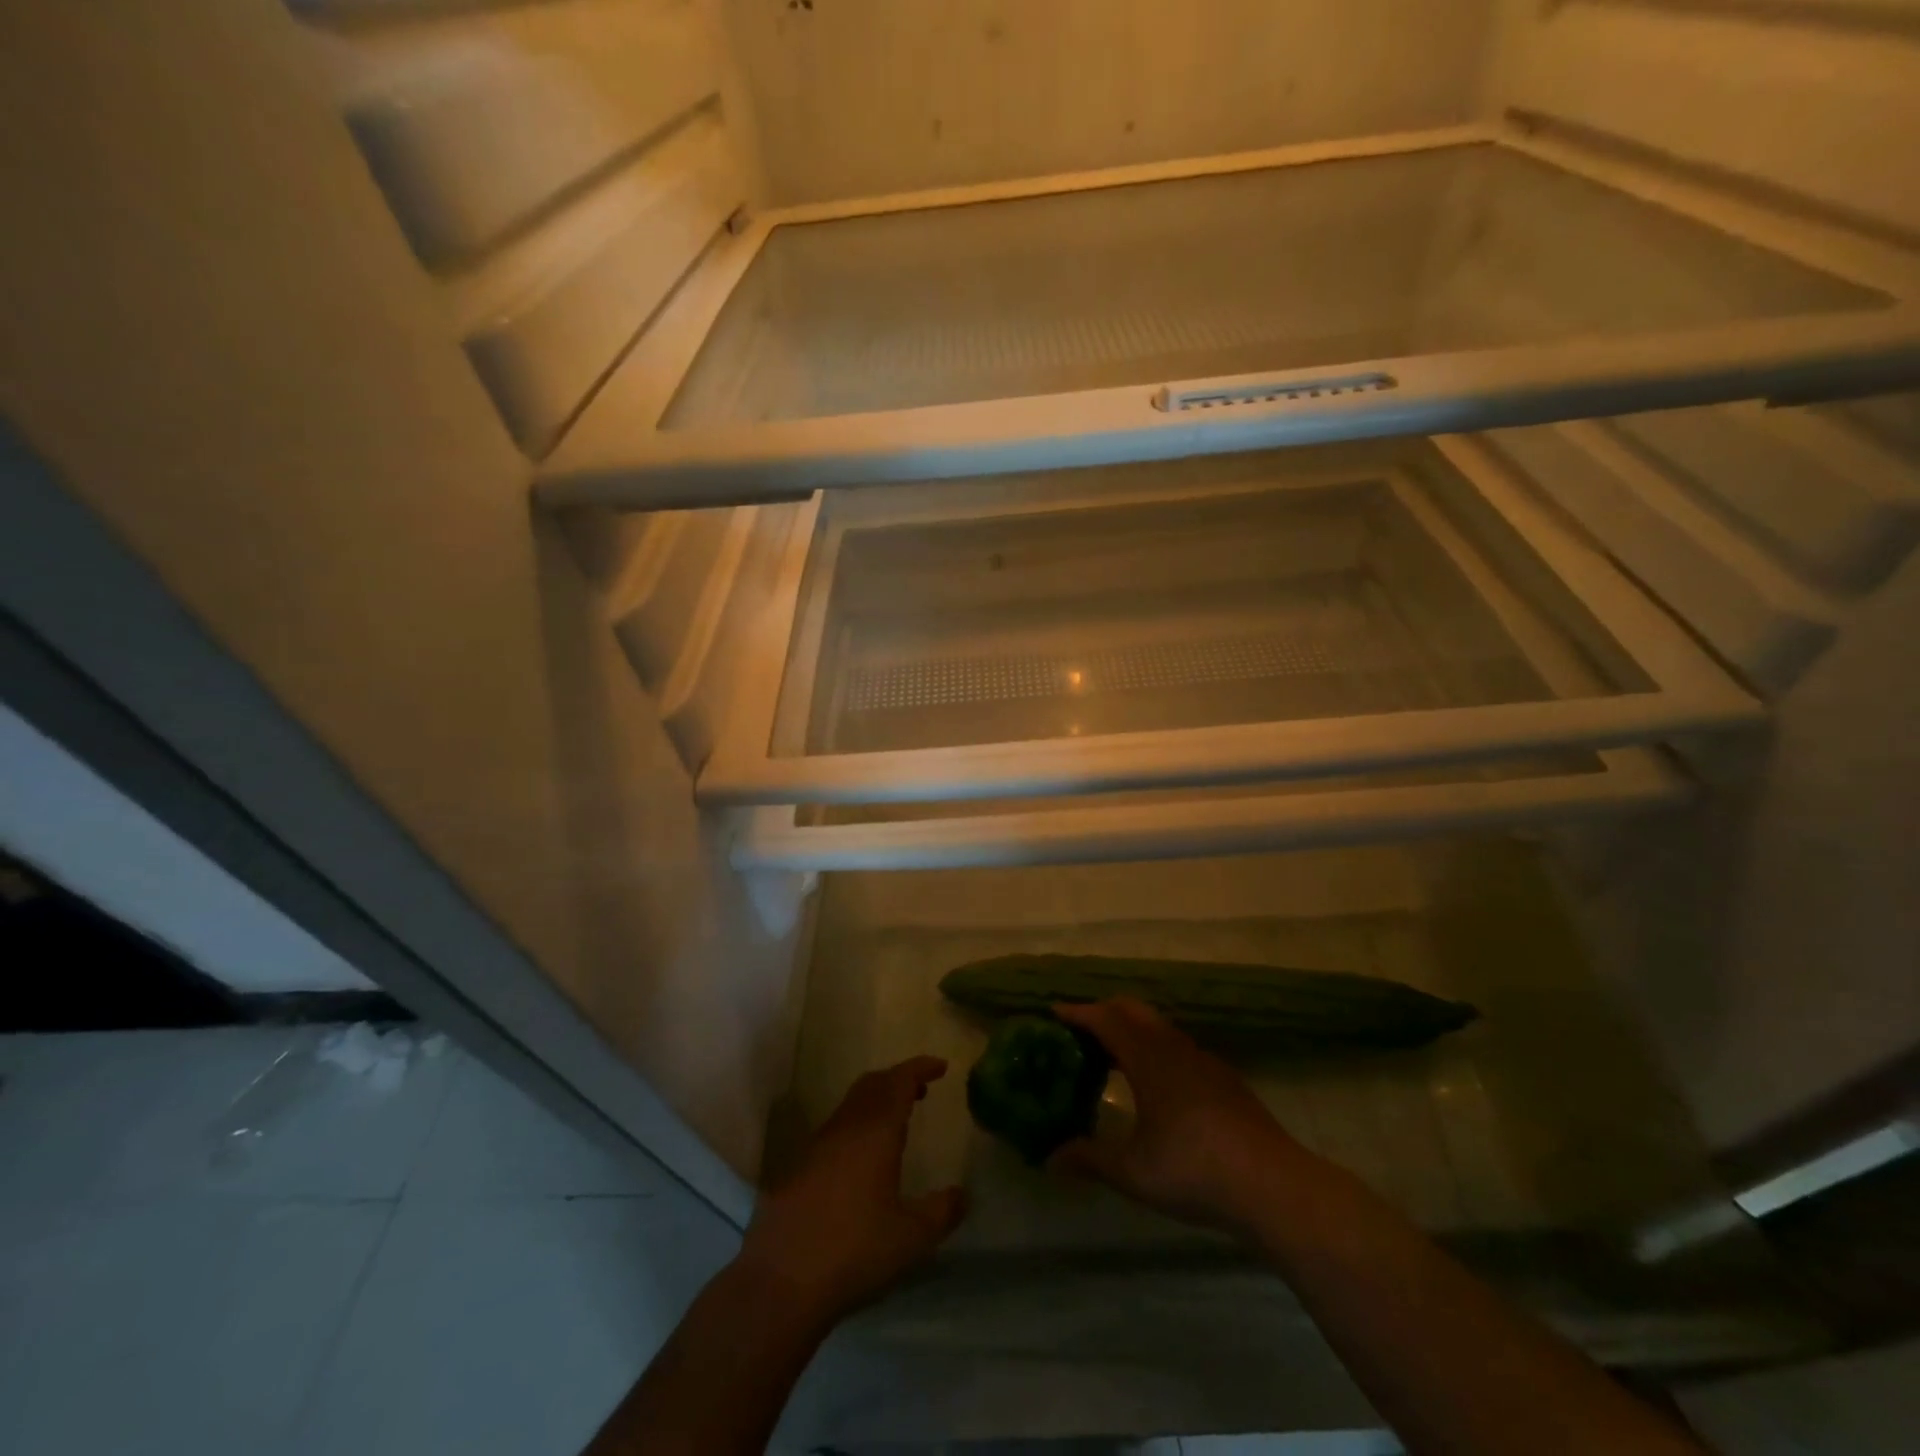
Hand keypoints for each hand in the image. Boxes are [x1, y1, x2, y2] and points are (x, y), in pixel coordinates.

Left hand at [736, 1057, 966, 1326]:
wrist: (781, 1281)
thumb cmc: (854, 1251)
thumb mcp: (912, 1238)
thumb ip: (942, 1212)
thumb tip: (962, 1194)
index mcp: (875, 1131)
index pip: (900, 1081)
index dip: (920, 1068)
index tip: (941, 1066)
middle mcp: (845, 1127)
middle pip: (873, 1084)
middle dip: (898, 1079)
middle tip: (921, 1089)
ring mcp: (817, 1145)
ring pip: (851, 1104)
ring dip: (876, 1100)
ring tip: (896, 1120)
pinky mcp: (798, 1167)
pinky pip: (836, 1127)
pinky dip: (857, 1124)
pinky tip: (863, 1157)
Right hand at [1049, 998, 1317, 1237]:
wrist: (1272, 1185)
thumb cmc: (1194, 1170)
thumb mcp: (1133, 1173)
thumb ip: (1090, 1159)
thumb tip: (1050, 1158)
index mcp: (1149, 1059)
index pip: (1106, 1019)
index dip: (1078, 1012)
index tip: (1053, 1012)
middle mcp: (1174, 1048)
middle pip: (1134, 1010)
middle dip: (1103, 1011)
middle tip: (1079, 1030)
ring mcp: (1203, 1061)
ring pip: (1159, 1027)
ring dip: (1132, 1029)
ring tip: (1112, 1056)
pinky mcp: (1224, 1078)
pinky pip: (1179, 1046)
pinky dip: (1155, 1048)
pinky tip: (1156, 1083)